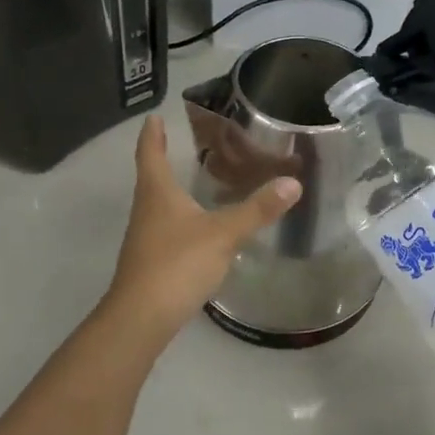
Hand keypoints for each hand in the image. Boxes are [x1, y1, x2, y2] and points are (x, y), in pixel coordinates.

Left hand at [105, 116, 301, 339]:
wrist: (142, 317)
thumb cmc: (177, 263)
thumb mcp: (223, 233)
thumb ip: (257, 210)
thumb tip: (293, 184)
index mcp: (157, 193)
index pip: (150, 154)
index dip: (152, 134)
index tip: (154, 117)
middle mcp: (146, 210)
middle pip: (152, 177)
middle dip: (163, 159)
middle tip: (183, 144)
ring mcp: (145, 238)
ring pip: (158, 205)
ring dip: (172, 190)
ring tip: (196, 181)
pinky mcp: (150, 262)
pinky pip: (166, 229)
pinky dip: (180, 218)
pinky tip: (198, 227)